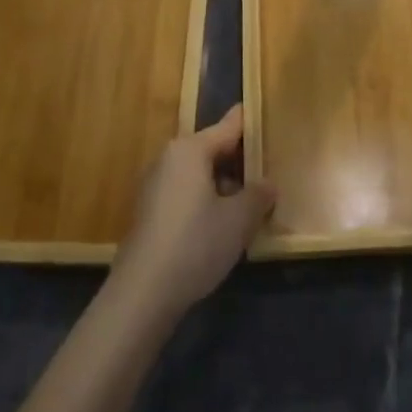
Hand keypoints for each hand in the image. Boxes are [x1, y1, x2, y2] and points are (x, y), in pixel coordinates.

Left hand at [109, 106, 274, 319]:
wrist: (142, 294)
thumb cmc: (196, 244)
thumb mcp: (240, 219)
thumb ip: (259, 195)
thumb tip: (267, 184)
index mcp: (190, 149)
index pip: (229, 126)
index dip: (251, 123)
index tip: (269, 118)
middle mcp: (169, 158)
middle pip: (213, 149)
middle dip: (240, 161)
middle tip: (269, 172)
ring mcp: (154, 185)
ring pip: (199, 174)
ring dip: (223, 184)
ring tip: (250, 203)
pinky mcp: (148, 211)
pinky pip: (185, 193)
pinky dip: (205, 200)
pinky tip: (222, 224)